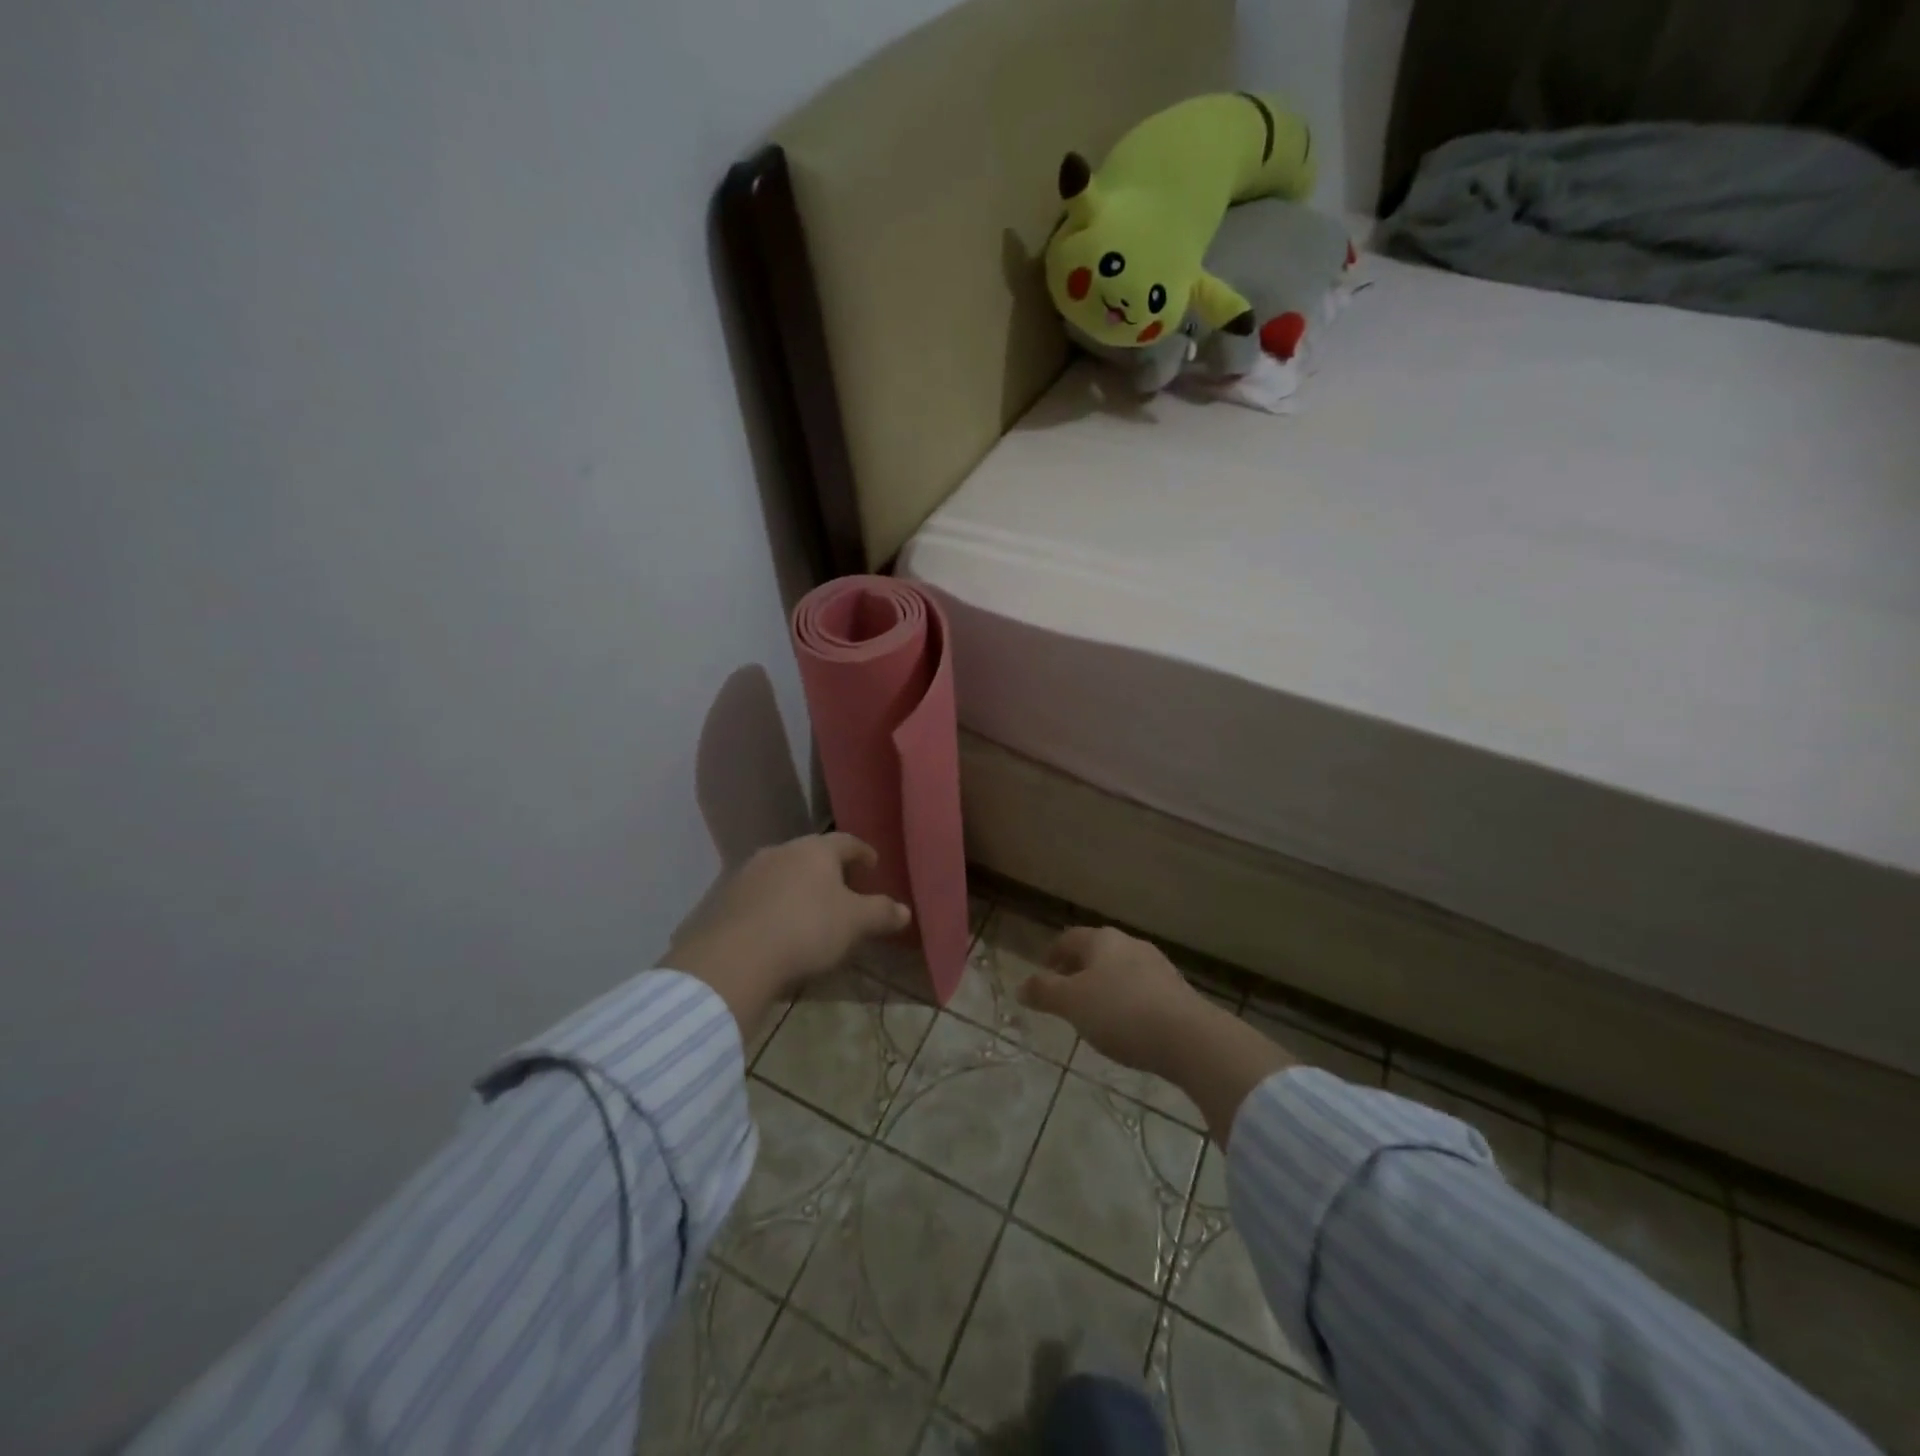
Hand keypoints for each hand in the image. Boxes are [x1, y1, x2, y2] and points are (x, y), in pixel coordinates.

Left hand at [670, 834, 910, 1031]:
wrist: (736, 956)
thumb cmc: (807, 928)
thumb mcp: (855, 923)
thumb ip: (882, 913)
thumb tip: (905, 910)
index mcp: (815, 850)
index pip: (846, 842)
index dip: (863, 852)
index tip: (873, 865)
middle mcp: (782, 851)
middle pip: (812, 855)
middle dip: (830, 870)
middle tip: (845, 890)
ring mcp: (749, 873)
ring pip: (783, 872)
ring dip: (799, 886)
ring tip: (811, 910)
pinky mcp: (726, 898)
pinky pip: (760, 895)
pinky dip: (775, 904)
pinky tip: (779, 927)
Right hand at [1020, 924, 1294, 1146]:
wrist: (1189, 1037)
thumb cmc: (1120, 1012)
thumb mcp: (1072, 1004)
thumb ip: (1044, 992)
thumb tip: (1020, 985)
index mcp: (1102, 940)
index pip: (1069, 938)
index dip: (1053, 954)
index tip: (1044, 974)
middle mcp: (1130, 944)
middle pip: (1096, 952)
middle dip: (1078, 970)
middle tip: (1065, 995)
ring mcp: (1157, 965)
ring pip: (1120, 970)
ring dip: (1104, 986)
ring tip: (1094, 1014)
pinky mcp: (1177, 990)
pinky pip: (1141, 989)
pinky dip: (1127, 1001)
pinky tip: (1126, 1025)